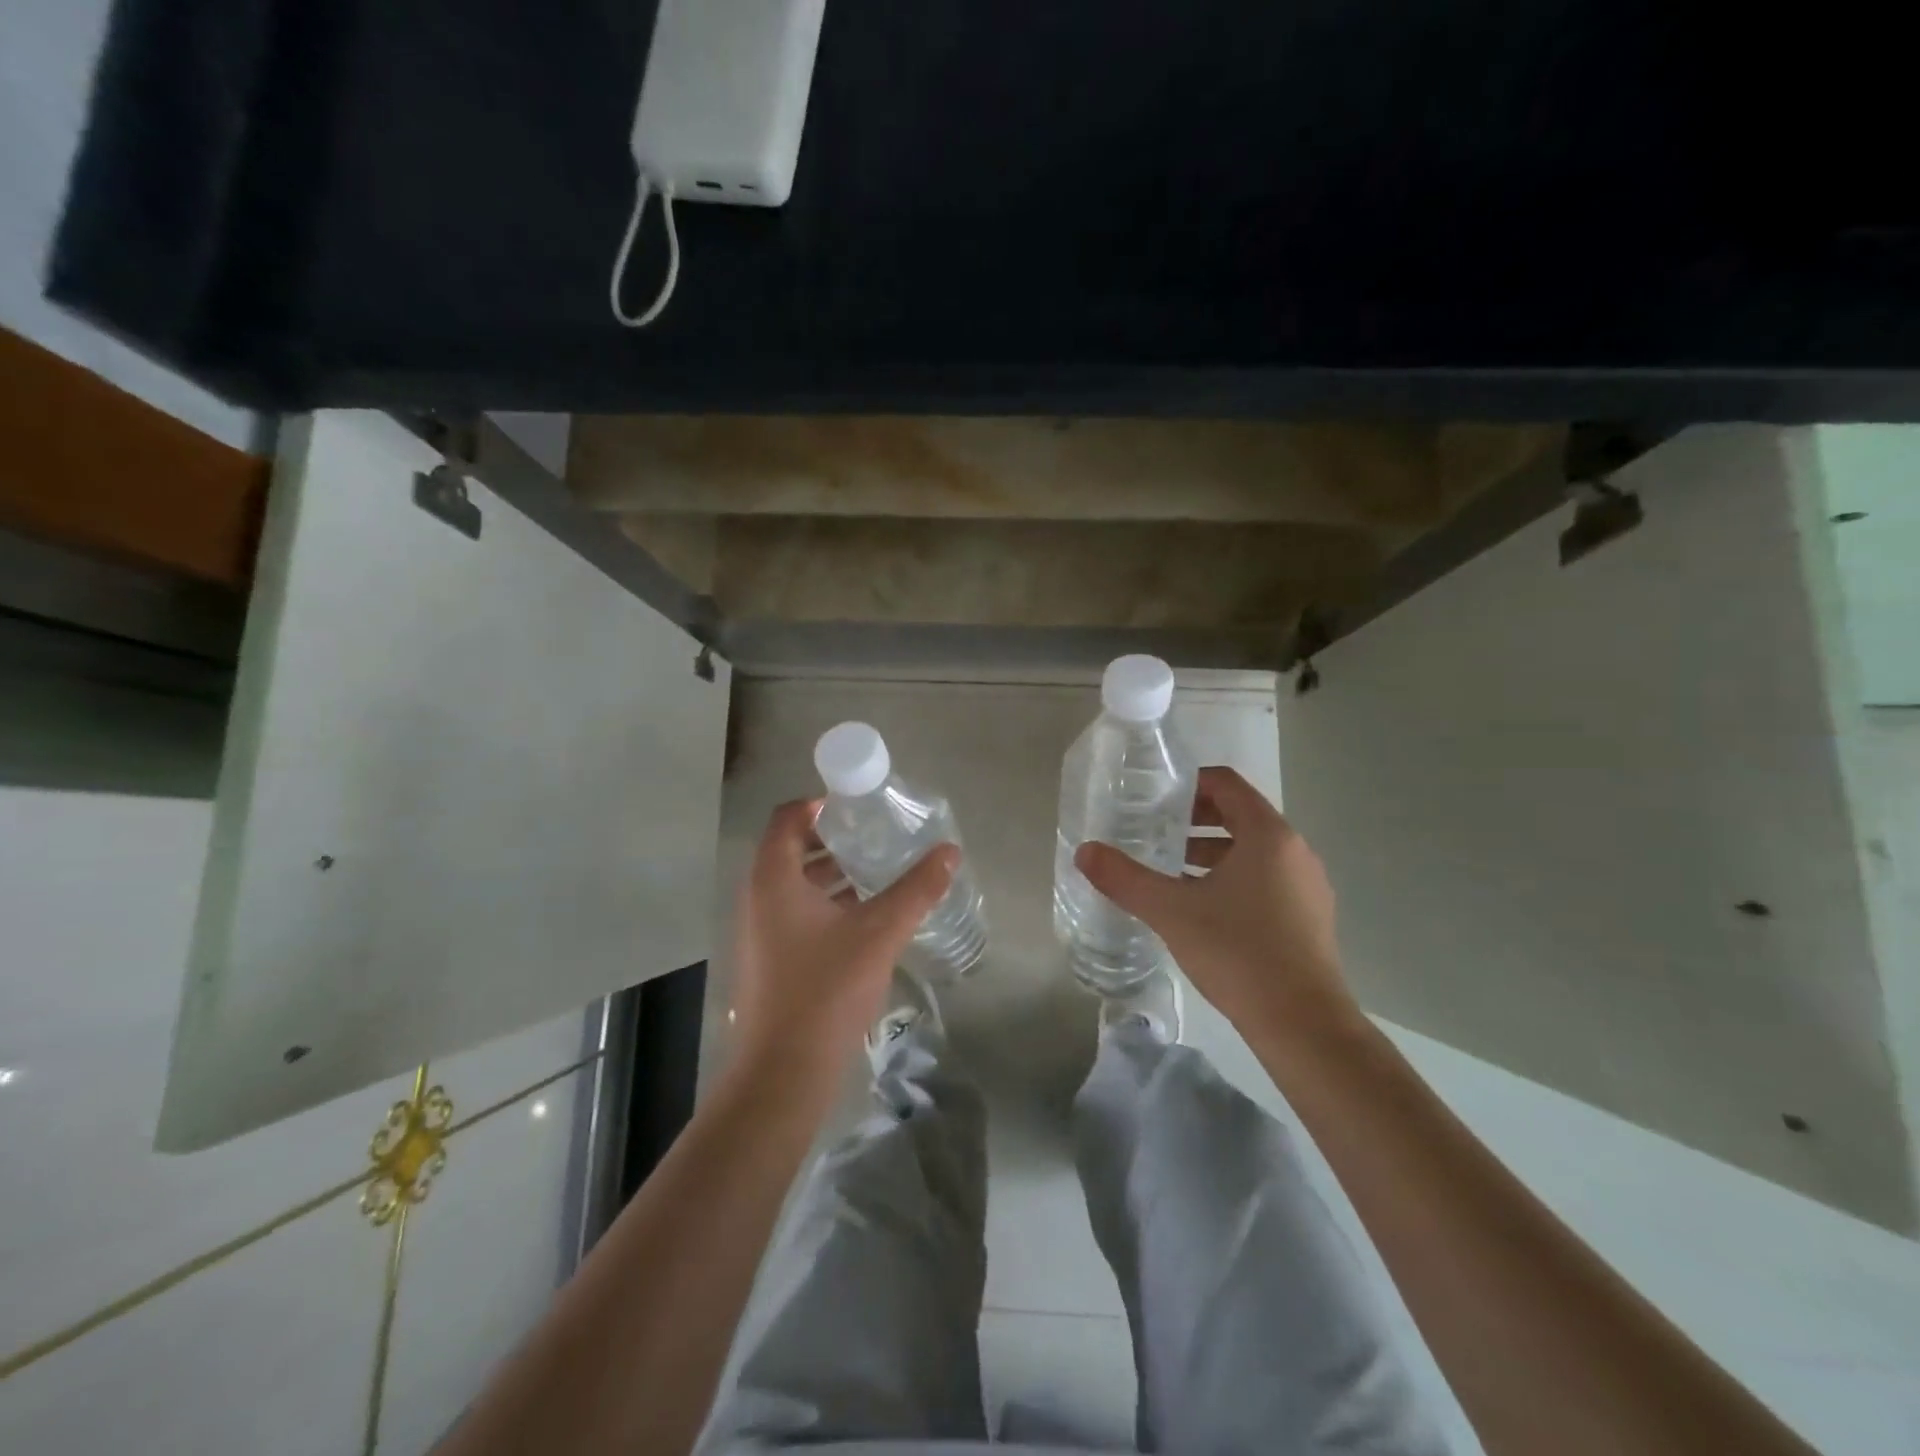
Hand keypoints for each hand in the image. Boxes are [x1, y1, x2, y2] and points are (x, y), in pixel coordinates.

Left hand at [730, 799, 958, 1085]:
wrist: (784, 1072)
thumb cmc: (826, 990)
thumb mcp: (879, 932)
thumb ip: (916, 889)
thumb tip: (950, 852)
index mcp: (774, 879)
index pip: (788, 817)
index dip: (821, 805)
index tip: (860, 807)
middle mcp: (758, 897)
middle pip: (792, 848)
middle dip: (835, 839)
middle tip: (877, 836)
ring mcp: (760, 930)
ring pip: (795, 883)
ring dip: (832, 873)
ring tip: (878, 872)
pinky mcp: (769, 958)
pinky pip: (796, 912)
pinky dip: (826, 903)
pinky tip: (864, 917)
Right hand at [1075, 766, 1355, 1034]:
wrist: (1303, 1025)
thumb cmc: (1238, 952)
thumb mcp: (1171, 911)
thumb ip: (1125, 879)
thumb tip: (1084, 852)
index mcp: (1268, 836)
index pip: (1227, 784)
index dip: (1190, 783)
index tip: (1155, 797)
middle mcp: (1295, 851)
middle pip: (1240, 815)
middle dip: (1195, 820)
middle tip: (1154, 832)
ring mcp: (1307, 886)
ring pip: (1253, 851)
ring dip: (1212, 852)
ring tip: (1171, 872)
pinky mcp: (1309, 917)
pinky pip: (1266, 879)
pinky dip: (1233, 879)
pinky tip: (1202, 909)